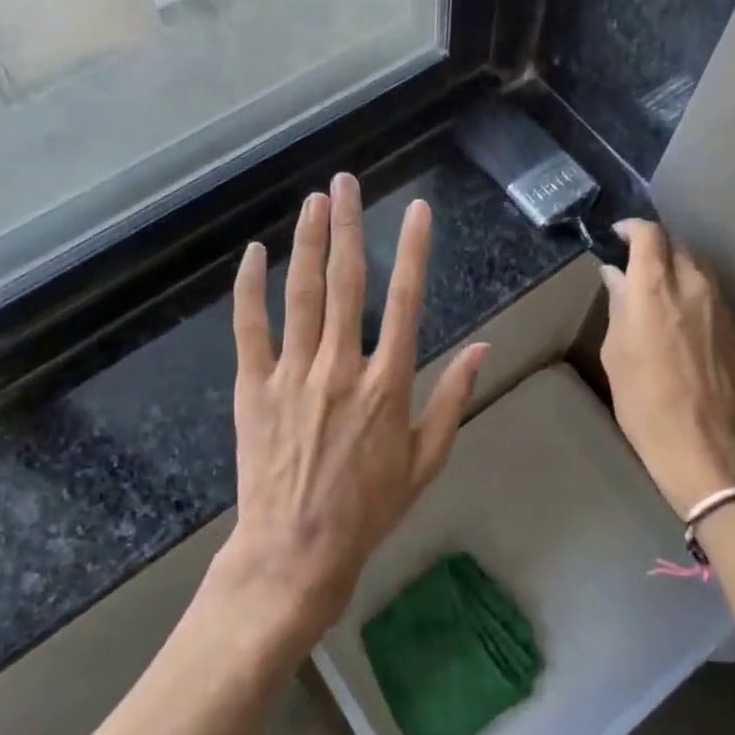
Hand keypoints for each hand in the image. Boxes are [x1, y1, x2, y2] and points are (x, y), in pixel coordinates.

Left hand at [215, 173, 488, 649]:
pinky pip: (250, 328)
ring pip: (301, 294)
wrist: (296, 551)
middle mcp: (342, 366)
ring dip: (308, 243)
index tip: (417, 210)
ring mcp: (294, 374)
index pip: (409, 301)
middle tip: (345, 183)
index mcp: (388, 383)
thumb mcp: (427, 460)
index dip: (415, 250)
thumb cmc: (369, 509)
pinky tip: (253, 254)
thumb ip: (453, 398)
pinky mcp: (254, 387)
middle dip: (348, 226)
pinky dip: (250, 289)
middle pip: (348, 282)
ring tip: (312, 201)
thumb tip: (484, 347)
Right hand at [599, 220, 734, 516]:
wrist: (707, 447)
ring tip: (658, 287)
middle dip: (655, 247)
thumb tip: (617, 276)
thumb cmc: (646, 404)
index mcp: (655, 289)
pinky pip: (711, 291)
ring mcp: (720, 305)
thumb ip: (619, 307)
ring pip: (698, 265)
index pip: (650, 234)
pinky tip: (681, 314)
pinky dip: (693, 289)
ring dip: (677, 265)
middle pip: (676, 244)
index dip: (632, 228)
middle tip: (635, 264)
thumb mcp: (616, 354)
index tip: (618, 236)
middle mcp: (692, 286)